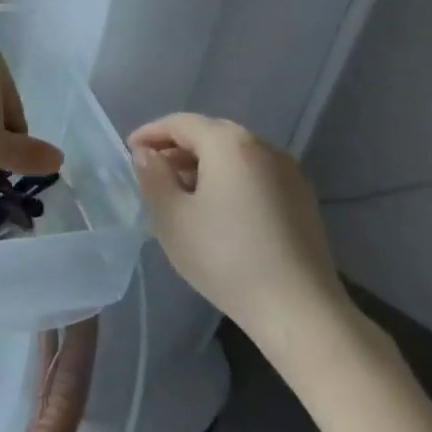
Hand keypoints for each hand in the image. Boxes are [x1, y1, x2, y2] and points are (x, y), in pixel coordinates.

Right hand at [130, 114, 356, 361]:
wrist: (298, 309)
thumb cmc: (224, 256)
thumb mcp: (171, 216)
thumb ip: (152, 177)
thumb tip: (147, 155)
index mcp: (229, 143)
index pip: (180, 123)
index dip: (150, 133)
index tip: (129, 151)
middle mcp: (263, 146)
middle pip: (210, 133)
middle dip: (177, 147)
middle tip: (152, 170)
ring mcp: (289, 172)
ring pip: (234, 154)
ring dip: (203, 163)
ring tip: (180, 192)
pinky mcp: (302, 198)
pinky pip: (254, 173)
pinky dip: (228, 178)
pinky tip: (216, 208)